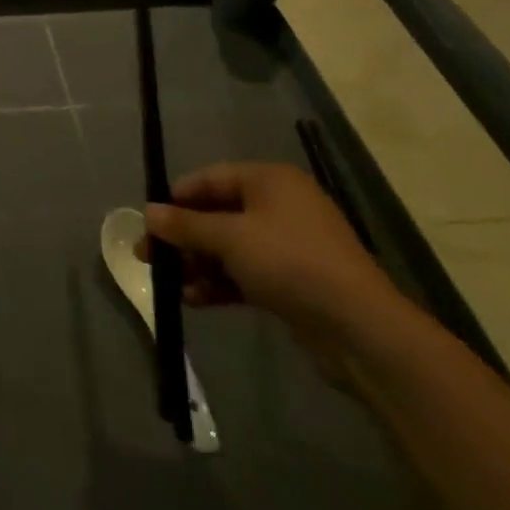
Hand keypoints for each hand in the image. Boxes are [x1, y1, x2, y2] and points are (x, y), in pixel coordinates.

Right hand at [143, 162, 407, 360]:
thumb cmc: (291, 263)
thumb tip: (148, 212)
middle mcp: (279, 206)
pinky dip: (220, 283)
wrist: (362, 330)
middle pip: (217, 214)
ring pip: (229, 247)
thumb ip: (185, 225)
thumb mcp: (230, 238)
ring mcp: (288, 246)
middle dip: (183, 237)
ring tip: (170, 284)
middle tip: (148, 256)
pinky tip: (194, 300)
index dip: (175, 199)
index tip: (148, 221)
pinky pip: (245, 273)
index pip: (209, 180)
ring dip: (198, 264)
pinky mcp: (293, 281)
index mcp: (269, 181)